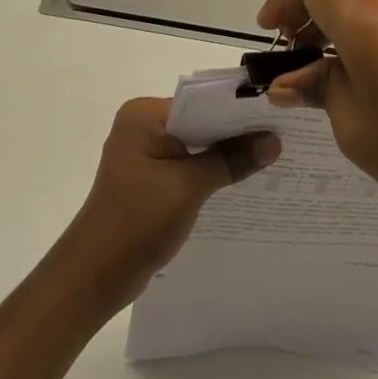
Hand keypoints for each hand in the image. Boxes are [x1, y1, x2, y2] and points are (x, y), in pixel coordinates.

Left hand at [59, 97, 278, 313]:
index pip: (201, 102)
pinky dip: (212, 172)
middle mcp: (143, 126)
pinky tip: (243, 181)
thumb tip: (273, 142)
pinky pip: (188, 165)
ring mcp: (145, 153)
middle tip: (283, 137)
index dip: (239, 111)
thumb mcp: (189, 187)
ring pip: (196, 145)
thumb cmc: (137, 221)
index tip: (278, 117)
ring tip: (272, 158)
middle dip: (236, 134)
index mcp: (144, 115)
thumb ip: (231, 160)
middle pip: (200, 122)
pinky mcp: (150, 178)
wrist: (95, 276)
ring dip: (226, 154)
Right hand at [257, 0, 377, 225]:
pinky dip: (369, 9)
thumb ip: (319, 89)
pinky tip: (369, 54)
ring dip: (341, 1)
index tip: (272, 34)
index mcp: (366, 15)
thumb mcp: (355, 126)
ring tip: (329, 51)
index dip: (285, 2)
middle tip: (296, 38)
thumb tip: (289, 82)